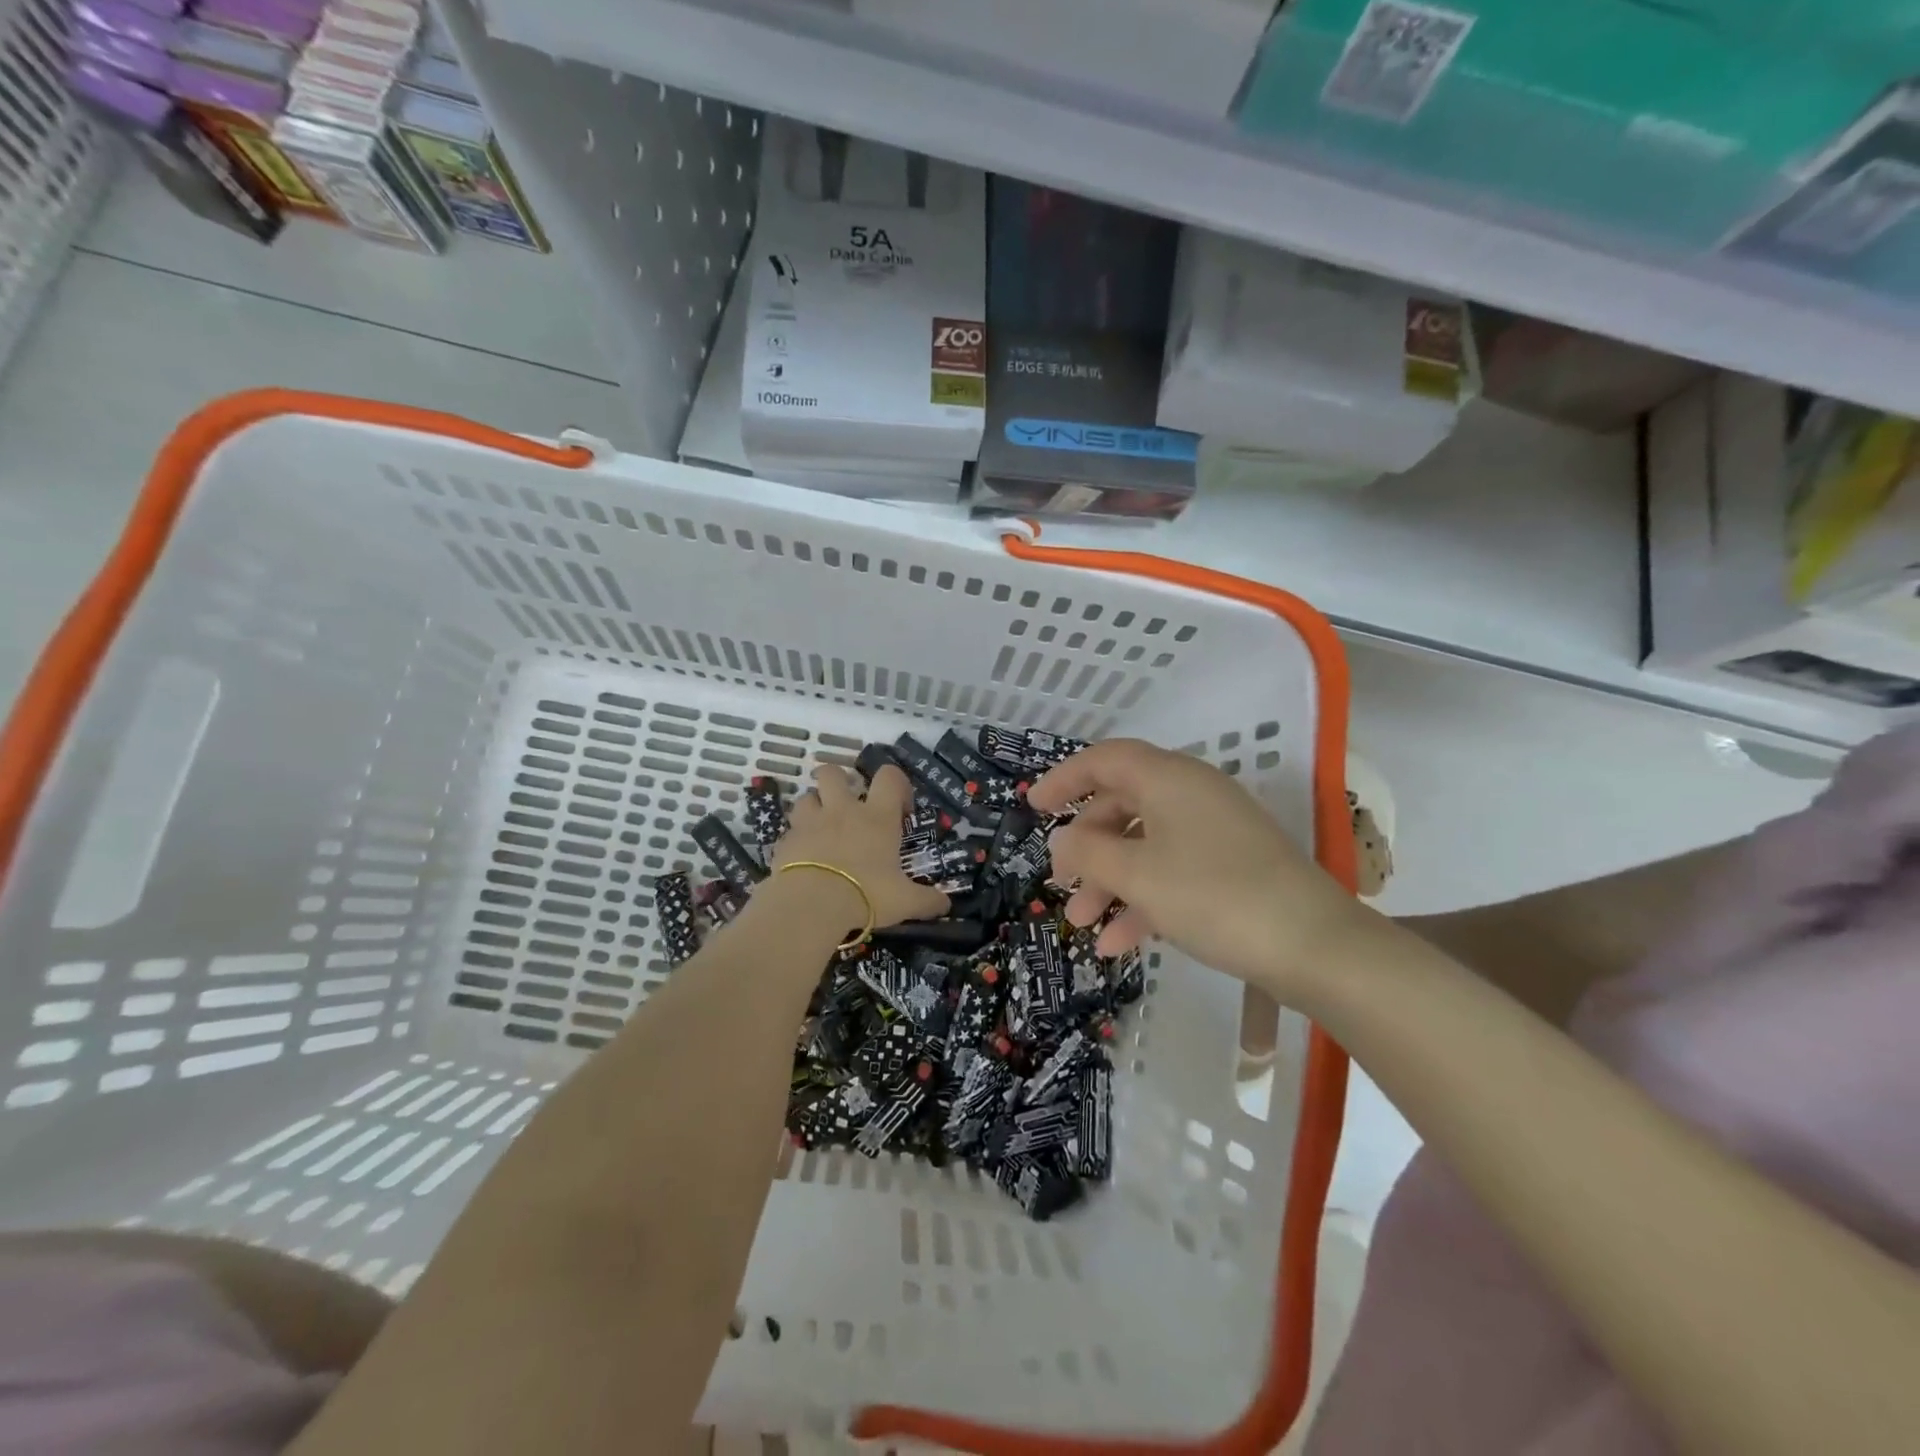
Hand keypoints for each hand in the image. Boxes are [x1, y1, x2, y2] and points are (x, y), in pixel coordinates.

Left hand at [773, 764, 948, 928]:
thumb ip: (927, 901)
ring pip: (807, 796)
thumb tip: (946, 905)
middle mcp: (843, 810)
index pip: (889, 777)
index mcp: (877, 817)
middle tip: (847, 805)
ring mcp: (810, 822)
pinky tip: (804, 857)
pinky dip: (797, 838)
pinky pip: (790, 830)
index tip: (900, 807)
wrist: (811, 904)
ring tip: (821, 828)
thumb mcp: (904, 902)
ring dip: (814, 807)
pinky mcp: (786, 840)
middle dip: (839, 781)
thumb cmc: (866, 894)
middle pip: (833, 773)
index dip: (897, 783)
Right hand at [1030, 739, 1363, 994]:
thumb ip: (1087, 853)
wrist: (1315, 946)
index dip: (1064, 779)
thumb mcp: (1137, 875)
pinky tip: (1120, 944)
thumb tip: (1061, 841)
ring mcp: (1215, 830)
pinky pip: (1173, 870)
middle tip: (1060, 883)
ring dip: (1110, 882)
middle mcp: (1191, 794)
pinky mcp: (1232, 865)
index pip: (1104, 760)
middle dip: (1086, 848)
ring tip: (1082, 926)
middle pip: (1122, 807)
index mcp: (1168, 778)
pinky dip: (1144, 899)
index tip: (1033, 808)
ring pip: (1145, 845)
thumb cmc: (1214, 896)